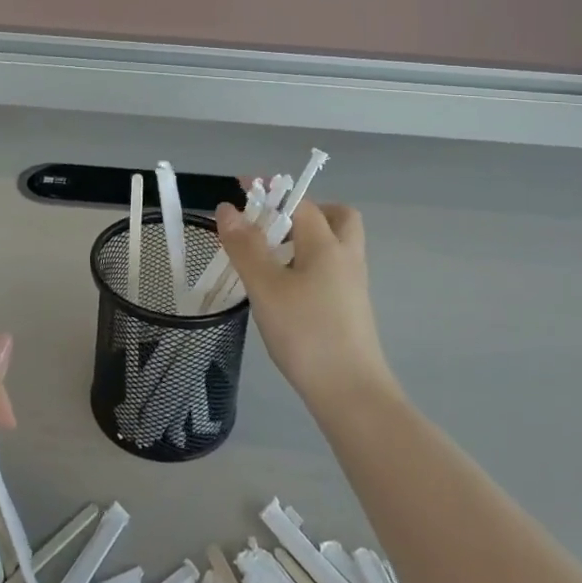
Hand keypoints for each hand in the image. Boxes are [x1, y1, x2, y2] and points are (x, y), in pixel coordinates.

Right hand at [215, 199, 395, 411]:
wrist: (351, 394)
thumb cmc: (306, 333)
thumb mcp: (266, 287)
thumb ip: (246, 246)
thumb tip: (228, 208)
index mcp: (327, 244)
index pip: (300, 203)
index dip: (271, 192)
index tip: (242, 188)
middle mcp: (346, 257)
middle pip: (337, 216)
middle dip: (306, 210)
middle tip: (273, 223)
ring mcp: (353, 285)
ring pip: (335, 245)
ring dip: (306, 238)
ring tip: (270, 255)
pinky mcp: (351, 309)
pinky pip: (332, 269)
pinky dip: (310, 264)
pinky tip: (285, 287)